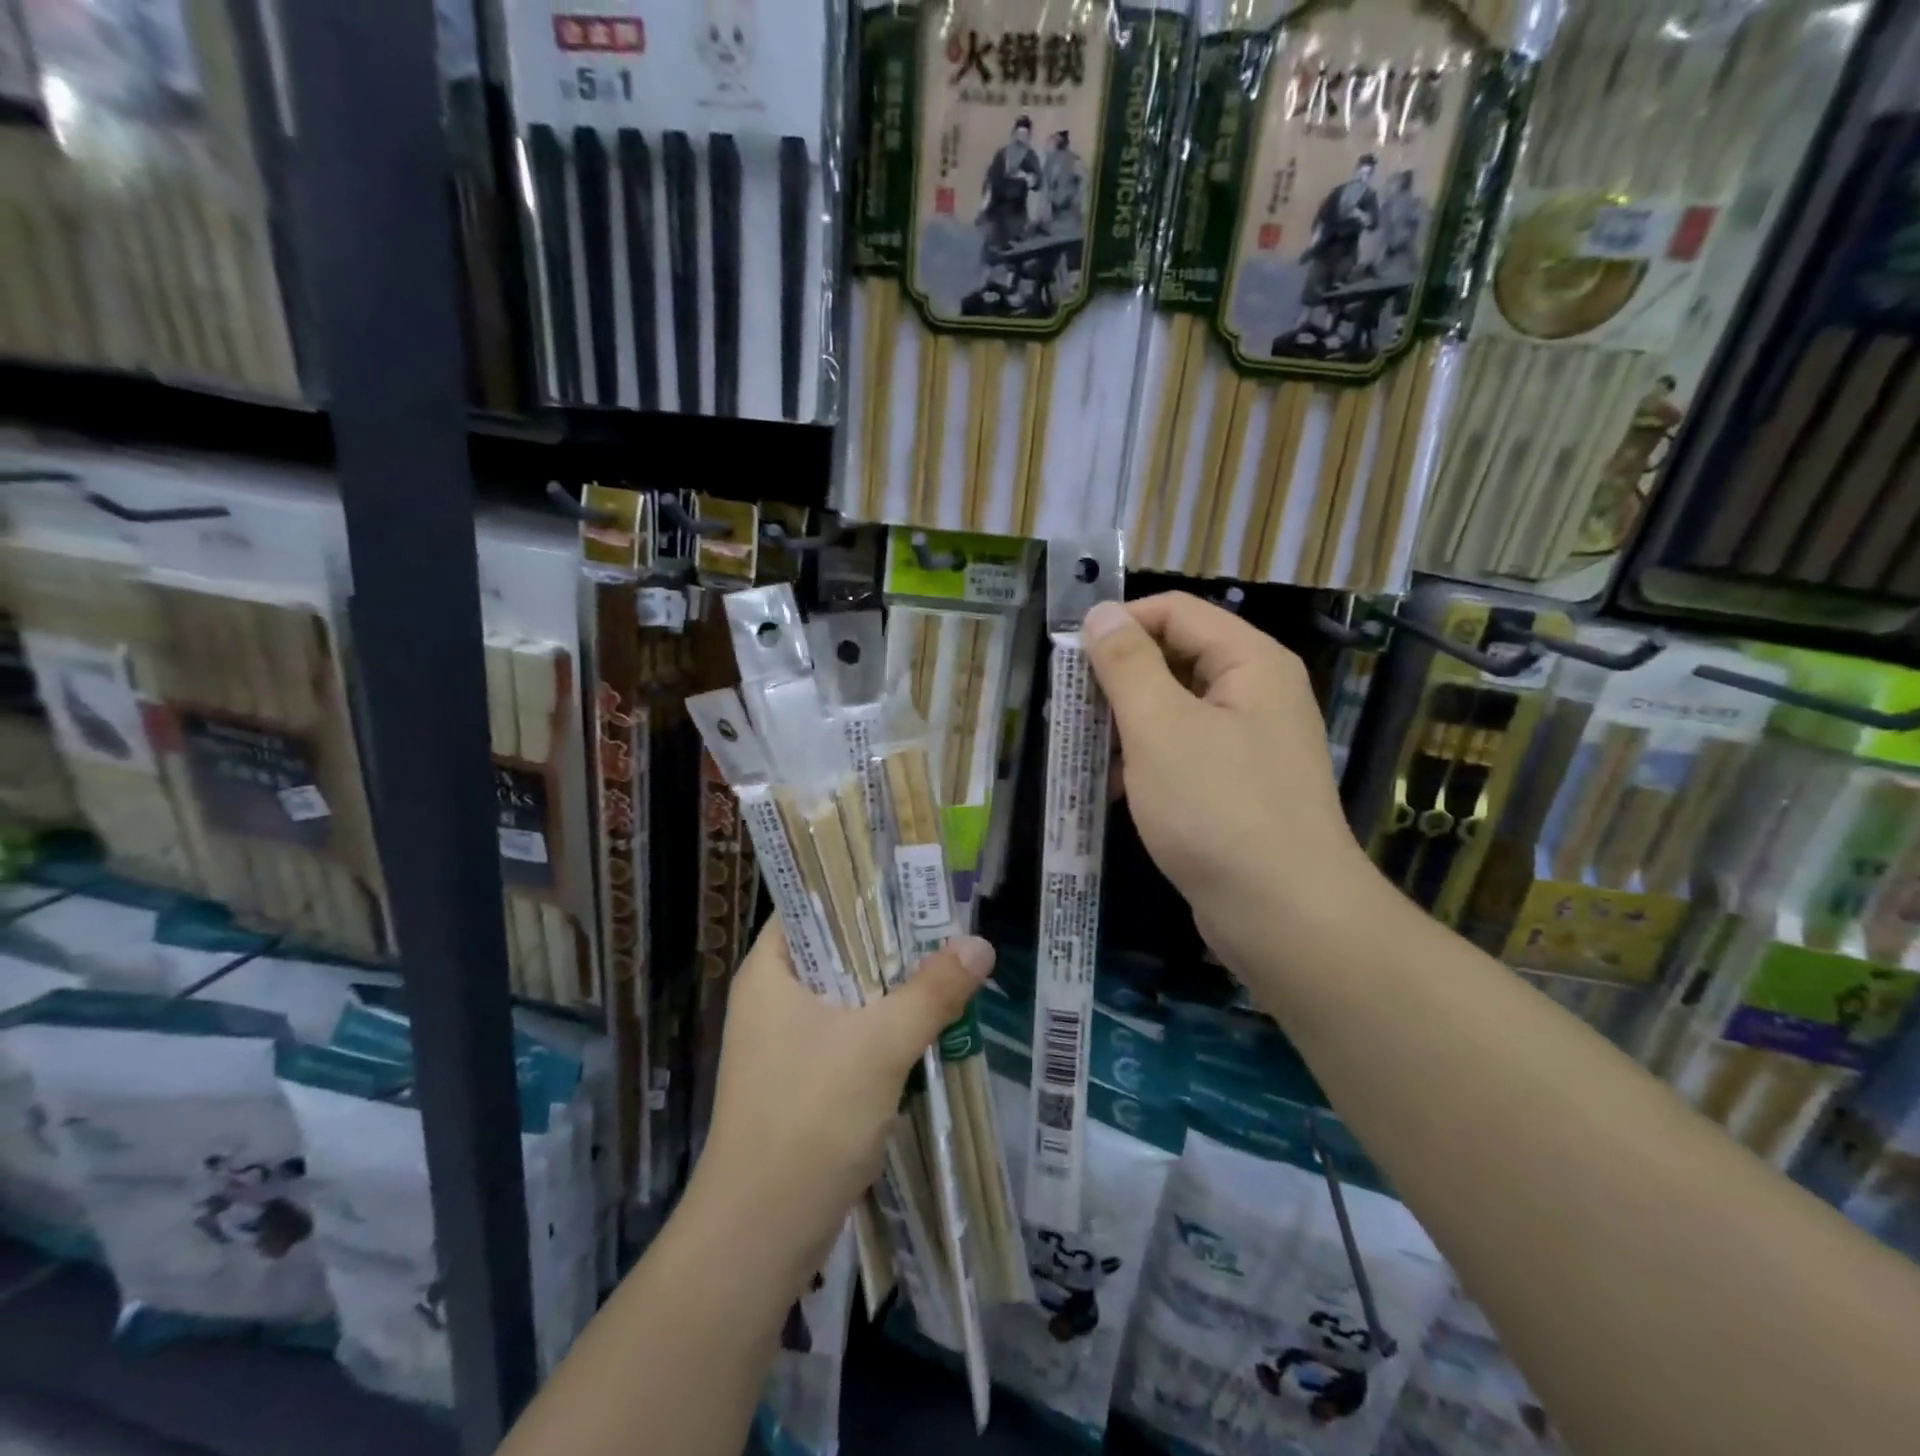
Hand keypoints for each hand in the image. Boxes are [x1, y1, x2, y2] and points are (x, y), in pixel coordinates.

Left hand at [690, 919, 994, 1287]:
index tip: (909, 879)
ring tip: (945, 961)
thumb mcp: (880, 1045)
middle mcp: (771, 999)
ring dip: (891, 985)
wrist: (761, 1234)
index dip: (857, 888)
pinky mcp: (803, 1080)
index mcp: (770, 972)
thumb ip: (931, 992)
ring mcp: (784, 1043)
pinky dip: (883, 1025)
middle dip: (888, 939)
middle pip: (836, 949)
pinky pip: (849, 1033)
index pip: (810, 905)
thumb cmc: (810, 1118)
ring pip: (847, 994)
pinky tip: (926, 1022)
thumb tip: (979, 944)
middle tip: (943, 919)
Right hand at [1083, 593, 1380, 979]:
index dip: (1119, 626)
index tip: (1069, 660)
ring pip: (1175, 710)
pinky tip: (1116, 791)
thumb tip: (1101, 613)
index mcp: (1249, 662)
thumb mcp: (1158, 727)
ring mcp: (1251, 743)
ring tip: (1085, 753)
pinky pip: (1185, 753)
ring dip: (1126, 725)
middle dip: (1117, 681)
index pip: (1174, 612)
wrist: (1284, 915)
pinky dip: (1147, 762)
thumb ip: (1126, 664)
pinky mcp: (1239, 786)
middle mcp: (1257, 692)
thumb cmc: (1216, 809)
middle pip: (1175, 658)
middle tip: (1068, 711)